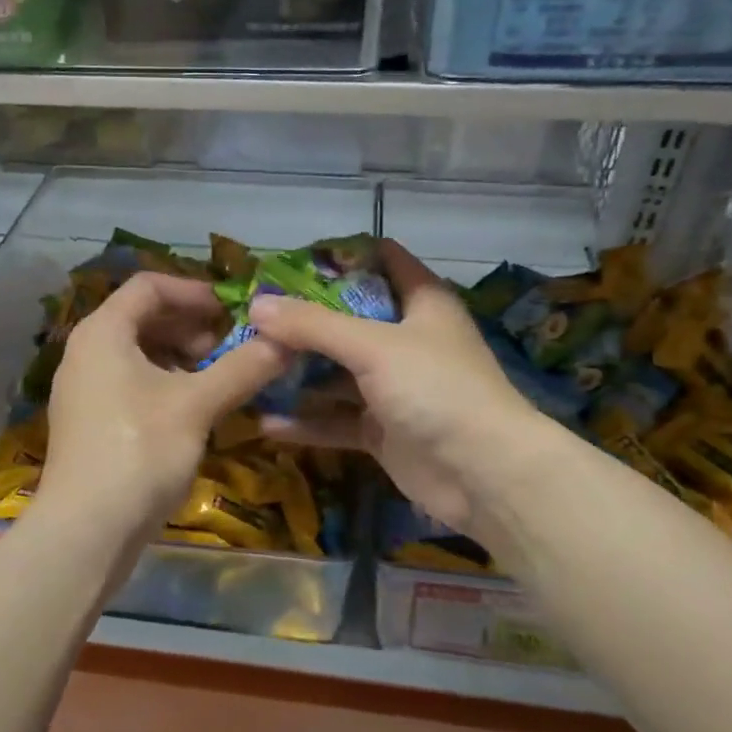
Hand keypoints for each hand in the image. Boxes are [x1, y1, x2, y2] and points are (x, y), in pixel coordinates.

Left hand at [38, 271, 289, 548]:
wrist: (86, 532)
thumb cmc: (139, 452)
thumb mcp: (197, 405)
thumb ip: (243, 367)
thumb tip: (287, 341)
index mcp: (103, 333)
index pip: (148, 286)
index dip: (193, 291)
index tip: (232, 309)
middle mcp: (86, 353)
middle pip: (142, 319)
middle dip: (191, 327)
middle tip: (230, 346)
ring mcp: (84, 390)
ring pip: (138, 355)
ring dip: (181, 358)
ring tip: (219, 378)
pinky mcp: (90, 423)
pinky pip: (131, 384)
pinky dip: (165, 384)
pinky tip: (195, 410)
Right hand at [249, 241, 548, 535]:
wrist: (483, 474)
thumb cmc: (436, 388)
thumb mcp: (373, 347)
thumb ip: (313, 325)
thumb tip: (257, 305)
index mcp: (420, 303)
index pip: (381, 261)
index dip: (339, 257)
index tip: (287, 262)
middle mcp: (406, 339)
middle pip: (348, 319)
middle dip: (302, 320)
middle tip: (251, 317)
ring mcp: (393, 387)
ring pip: (337, 372)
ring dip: (298, 372)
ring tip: (247, 366)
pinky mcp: (382, 429)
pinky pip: (336, 419)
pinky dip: (306, 421)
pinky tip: (265, 423)